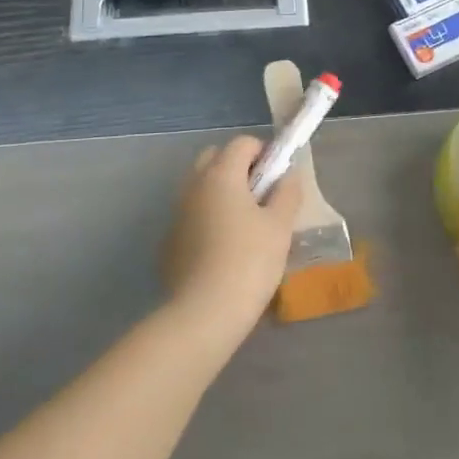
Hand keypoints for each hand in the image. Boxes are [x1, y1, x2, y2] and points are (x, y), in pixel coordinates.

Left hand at [162, 136, 304, 345]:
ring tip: (244, 225)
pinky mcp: (169, 241)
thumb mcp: (280, 226)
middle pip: (214, 158)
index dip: (264, 153)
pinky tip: (223, 249)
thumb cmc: (249, 262)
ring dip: (221, 193)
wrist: (204, 314)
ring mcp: (176, 213)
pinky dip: (207, 218)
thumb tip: (289, 175)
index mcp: (220, 174)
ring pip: (200, 187)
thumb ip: (287, 193)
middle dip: (238, 168)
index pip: (242, 143)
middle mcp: (193, 185)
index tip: (278, 179)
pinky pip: (191, 215)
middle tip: (261, 197)